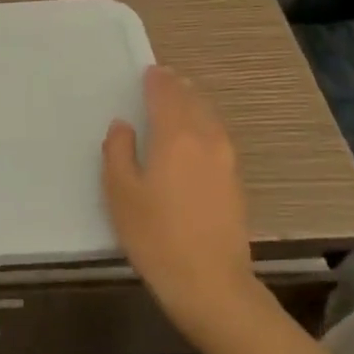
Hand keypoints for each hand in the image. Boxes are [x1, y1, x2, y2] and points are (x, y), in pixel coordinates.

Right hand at [103, 66, 256, 338]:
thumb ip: (118, 151)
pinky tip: (195, 138)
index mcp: (175, 136)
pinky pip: (218, 138)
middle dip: (177, 88)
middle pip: (193, 102)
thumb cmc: (154, 234)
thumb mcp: (120, 192)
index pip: (167, 95)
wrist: (209, 282)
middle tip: (162, 80)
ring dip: (194, 105)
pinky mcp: (235, 182)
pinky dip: (205, 126)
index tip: (148, 71)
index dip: (157, 81)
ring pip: (211, 119)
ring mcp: (226, 161)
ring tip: (180, 102)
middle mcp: (206, 140)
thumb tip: (123, 126)